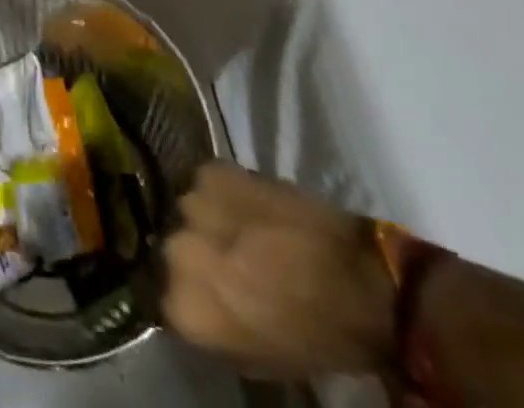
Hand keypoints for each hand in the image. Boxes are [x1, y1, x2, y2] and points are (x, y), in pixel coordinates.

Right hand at [161, 164, 394, 379]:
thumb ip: (210, 320)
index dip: (188, 291)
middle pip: (173, 246)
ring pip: (188, 209)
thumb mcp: (256, 354)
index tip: (207, 291)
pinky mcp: (213, 169)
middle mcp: (177, 251)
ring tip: (236, 227)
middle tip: (224, 257)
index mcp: (185, 306)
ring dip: (206, 218)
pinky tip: (245, 205)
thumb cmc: (313, 334)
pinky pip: (204, 181)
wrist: (360, 282)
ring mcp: (192, 203)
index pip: (163, 293)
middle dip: (194, 250)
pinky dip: (220, 192)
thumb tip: (193, 298)